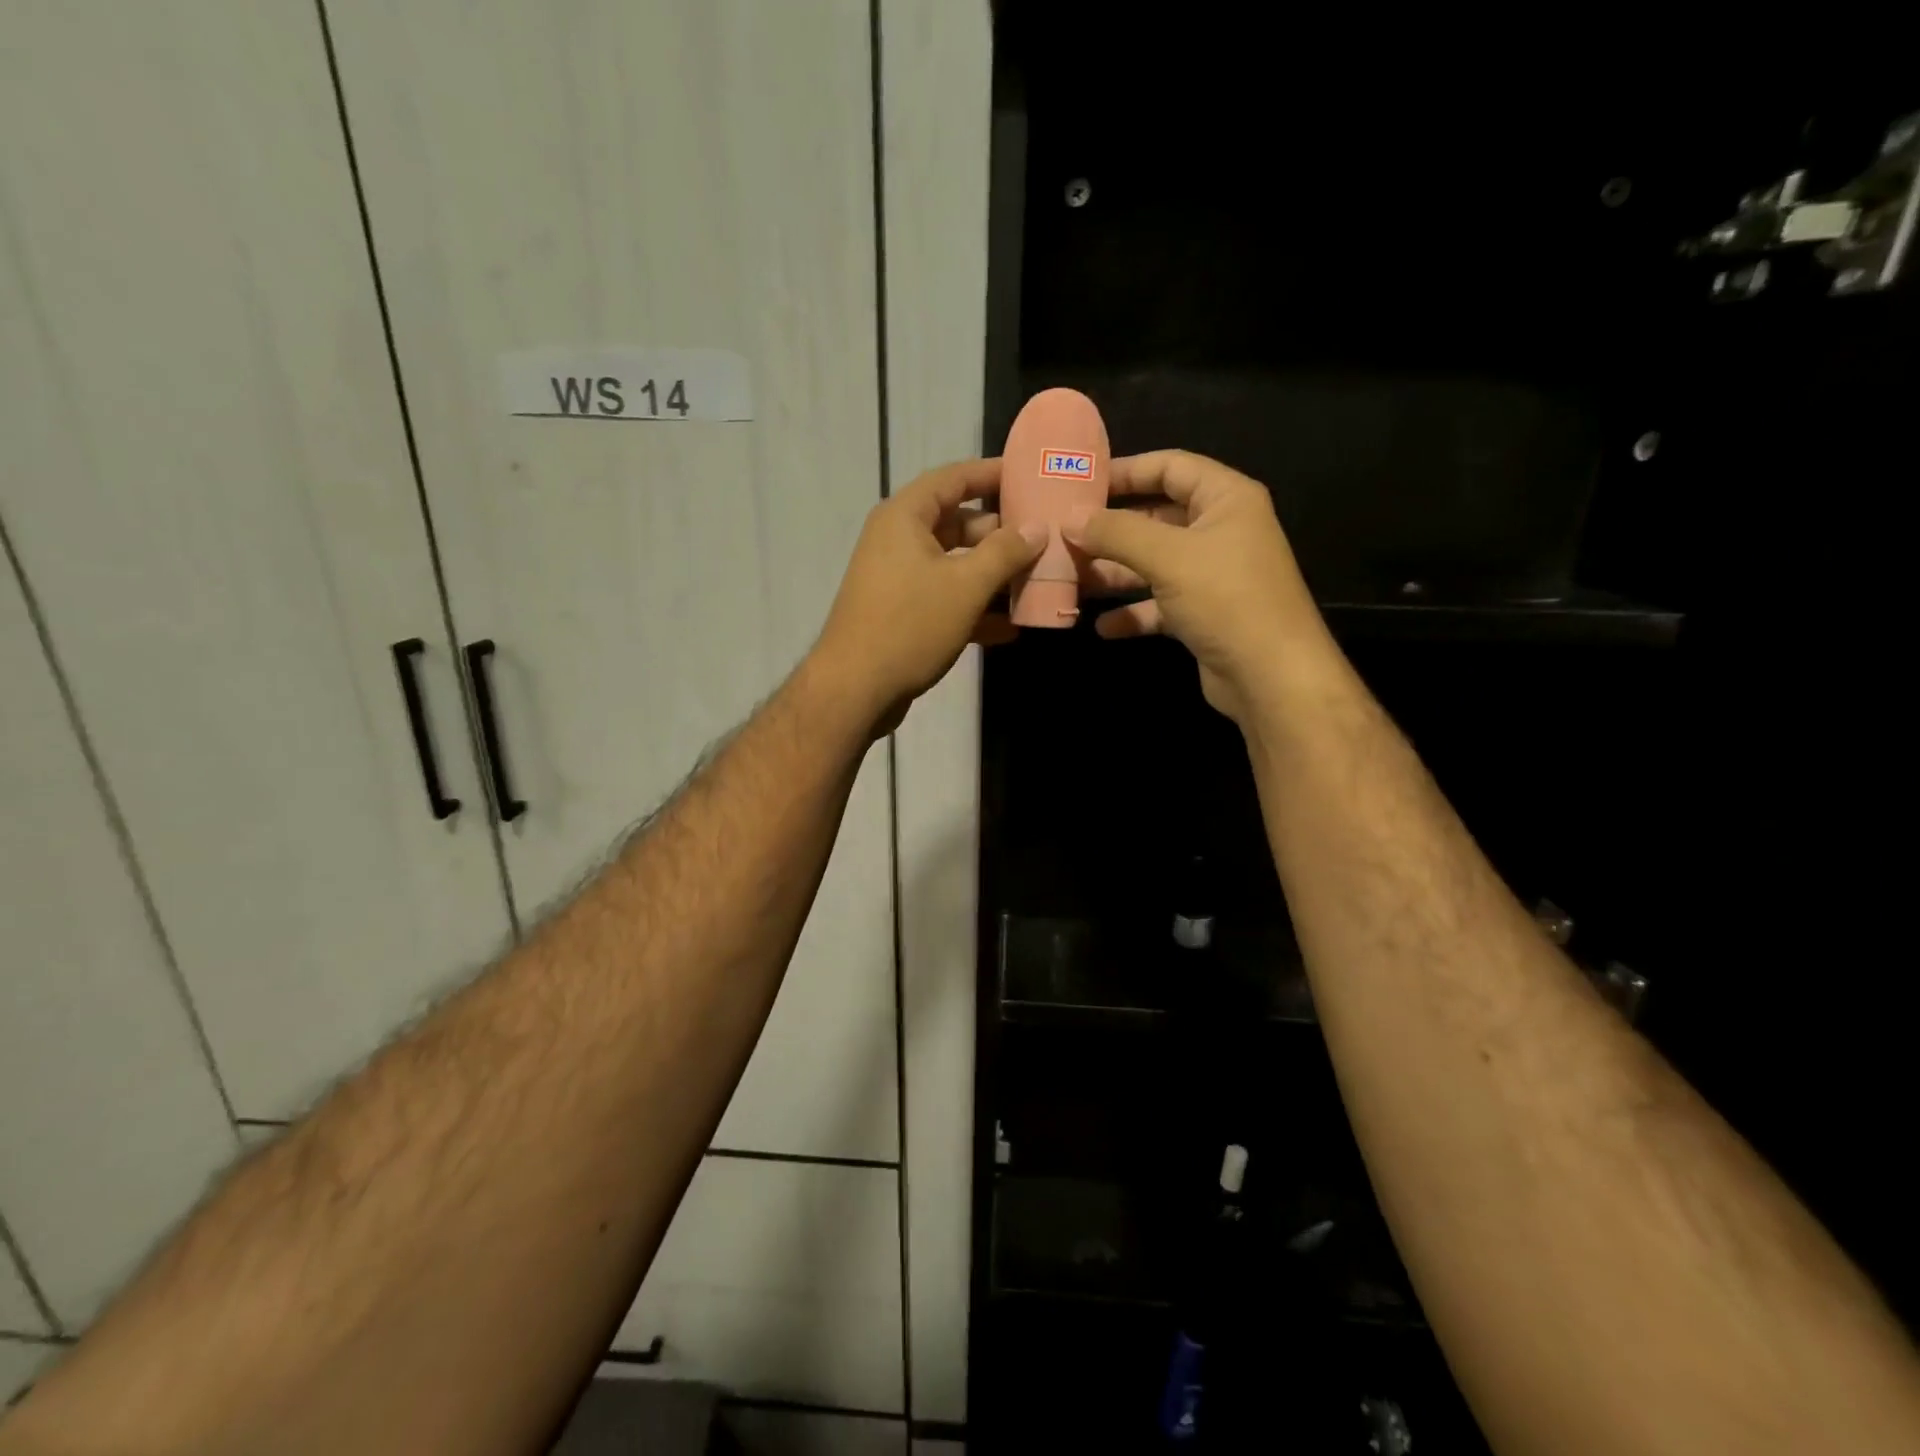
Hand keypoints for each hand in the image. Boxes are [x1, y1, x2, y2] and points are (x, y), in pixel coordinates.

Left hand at [814, 458, 1044, 734]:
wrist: (855, 689)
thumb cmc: (910, 625)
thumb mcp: (966, 585)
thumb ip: (1005, 552)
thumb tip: (1036, 528)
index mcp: (905, 517)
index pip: (953, 478)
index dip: (991, 474)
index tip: (1029, 476)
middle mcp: (898, 540)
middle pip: (957, 523)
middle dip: (1000, 534)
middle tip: (1043, 539)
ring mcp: (898, 579)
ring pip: (954, 565)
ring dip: (992, 575)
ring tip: (1036, 582)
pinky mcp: (901, 614)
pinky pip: (944, 599)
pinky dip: (974, 608)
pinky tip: (1010, 628)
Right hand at [1066, 450, 1332, 725]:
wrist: (1271, 676)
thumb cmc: (1226, 599)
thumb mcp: (1168, 557)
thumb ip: (1116, 533)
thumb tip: (1069, 519)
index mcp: (1225, 499)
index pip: (1171, 466)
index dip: (1126, 470)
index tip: (1080, 482)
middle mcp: (1220, 531)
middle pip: (1156, 517)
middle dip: (1111, 529)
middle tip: (1064, 534)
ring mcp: (1211, 575)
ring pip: (1152, 563)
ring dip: (1114, 572)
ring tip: (1070, 578)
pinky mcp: (1202, 615)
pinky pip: (1159, 605)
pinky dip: (1132, 613)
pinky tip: (1101, 626)